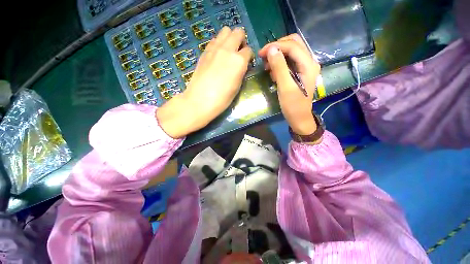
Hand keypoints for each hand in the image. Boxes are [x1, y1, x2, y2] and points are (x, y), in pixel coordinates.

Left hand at [157, 27, 252, 137]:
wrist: (200, 100)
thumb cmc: (222, 99)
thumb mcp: (237, 87)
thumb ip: (241, 72)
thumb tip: (242, 65)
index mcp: (239, 61)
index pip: (249, 50)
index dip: (249, 57)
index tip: (247, 63)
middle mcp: (227, 50)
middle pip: (238, 32)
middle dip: (241, 40)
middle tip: (239, 53)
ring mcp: (214, 48)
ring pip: (225, 31)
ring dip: (230, 38)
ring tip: (228, 51)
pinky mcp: (204, 52)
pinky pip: (214, 40)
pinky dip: (219, 43)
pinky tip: (218, 55)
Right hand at [259, 34, 320, 135]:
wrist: (299, 118)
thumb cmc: (293, 105)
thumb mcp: (285, 87)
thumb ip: (279, 67)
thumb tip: (271, 49)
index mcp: (308, 65)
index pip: (292, 46)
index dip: (276, 46)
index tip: (261, 53)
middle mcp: (309, 62)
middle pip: (294, 44)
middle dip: (277, 47)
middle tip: (264, 57)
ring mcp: (305, 67)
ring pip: (291, 51)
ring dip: (278, 55)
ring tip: (267, 67)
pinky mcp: (300, 72)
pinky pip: (290, 61)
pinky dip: (280, 63)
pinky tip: (273, 73)